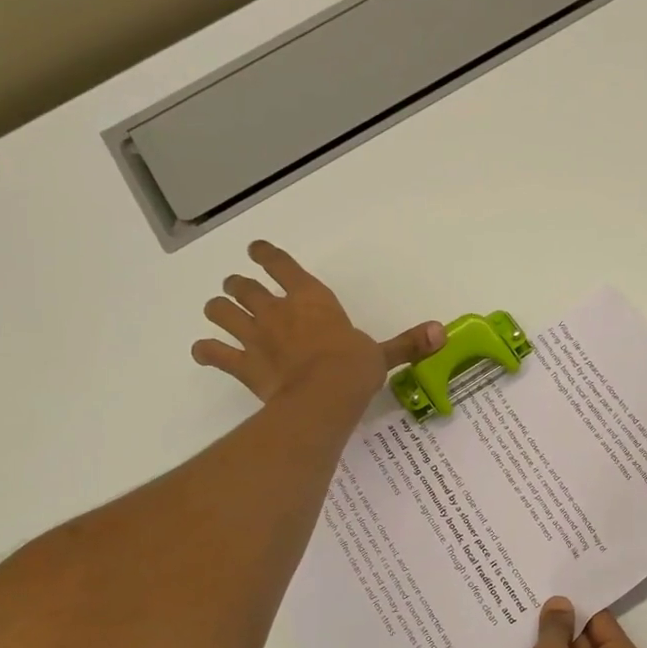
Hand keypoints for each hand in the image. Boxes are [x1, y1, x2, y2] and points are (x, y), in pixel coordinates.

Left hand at [191, 241, 444, 404]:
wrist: (324, 397)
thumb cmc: (354, 369)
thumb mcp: (383, 354)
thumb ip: (407, 343)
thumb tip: (442, 332)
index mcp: (311, 300)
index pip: (282, 266)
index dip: (266, 255)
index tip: (255, 249)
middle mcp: (277, 311)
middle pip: (244, 287)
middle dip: (238, 285)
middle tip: (237, 288)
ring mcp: (255, 337)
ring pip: (222, 312)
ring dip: (218, 311)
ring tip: (218, 314)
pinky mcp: (243, 365)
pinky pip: (214, 354)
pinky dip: (206, 352)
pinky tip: (204, 352)